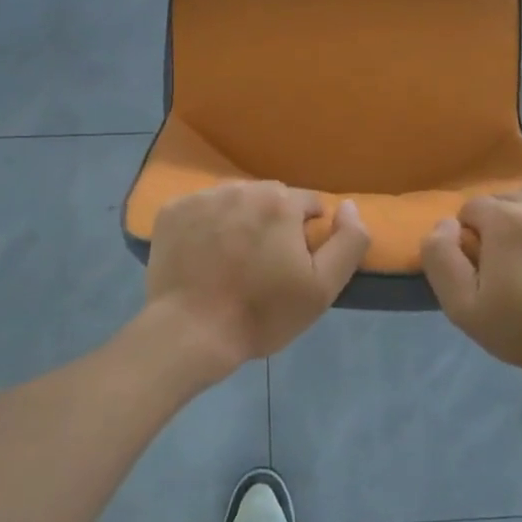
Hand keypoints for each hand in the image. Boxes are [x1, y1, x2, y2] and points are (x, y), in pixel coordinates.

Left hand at [143, 181, 369, 376]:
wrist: (191, 333)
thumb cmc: (262, 313)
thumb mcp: (323, 287)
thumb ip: (349, 241)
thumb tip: (349, 206)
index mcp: (280, 201)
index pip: (308, 205)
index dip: (306, 235)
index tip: (293, 265)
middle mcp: (241, 188)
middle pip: (269, 199)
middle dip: (273, 224)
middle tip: (262, 265)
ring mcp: (202, 197)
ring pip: (234, 201)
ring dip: (239, 221)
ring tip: (230, 261)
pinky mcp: (172, 210)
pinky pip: (200, 209)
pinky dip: (205, 226)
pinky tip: (202, 256)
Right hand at [421, 190, 521, 376]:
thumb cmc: (518, 329)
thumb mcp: (460, 304)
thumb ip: (440, 255)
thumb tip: (448, 222)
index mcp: (505, 219)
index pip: (474, 208)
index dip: (475, 237)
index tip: (488, 265)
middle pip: (507, 200)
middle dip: (503, 225)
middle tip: (514, 262)